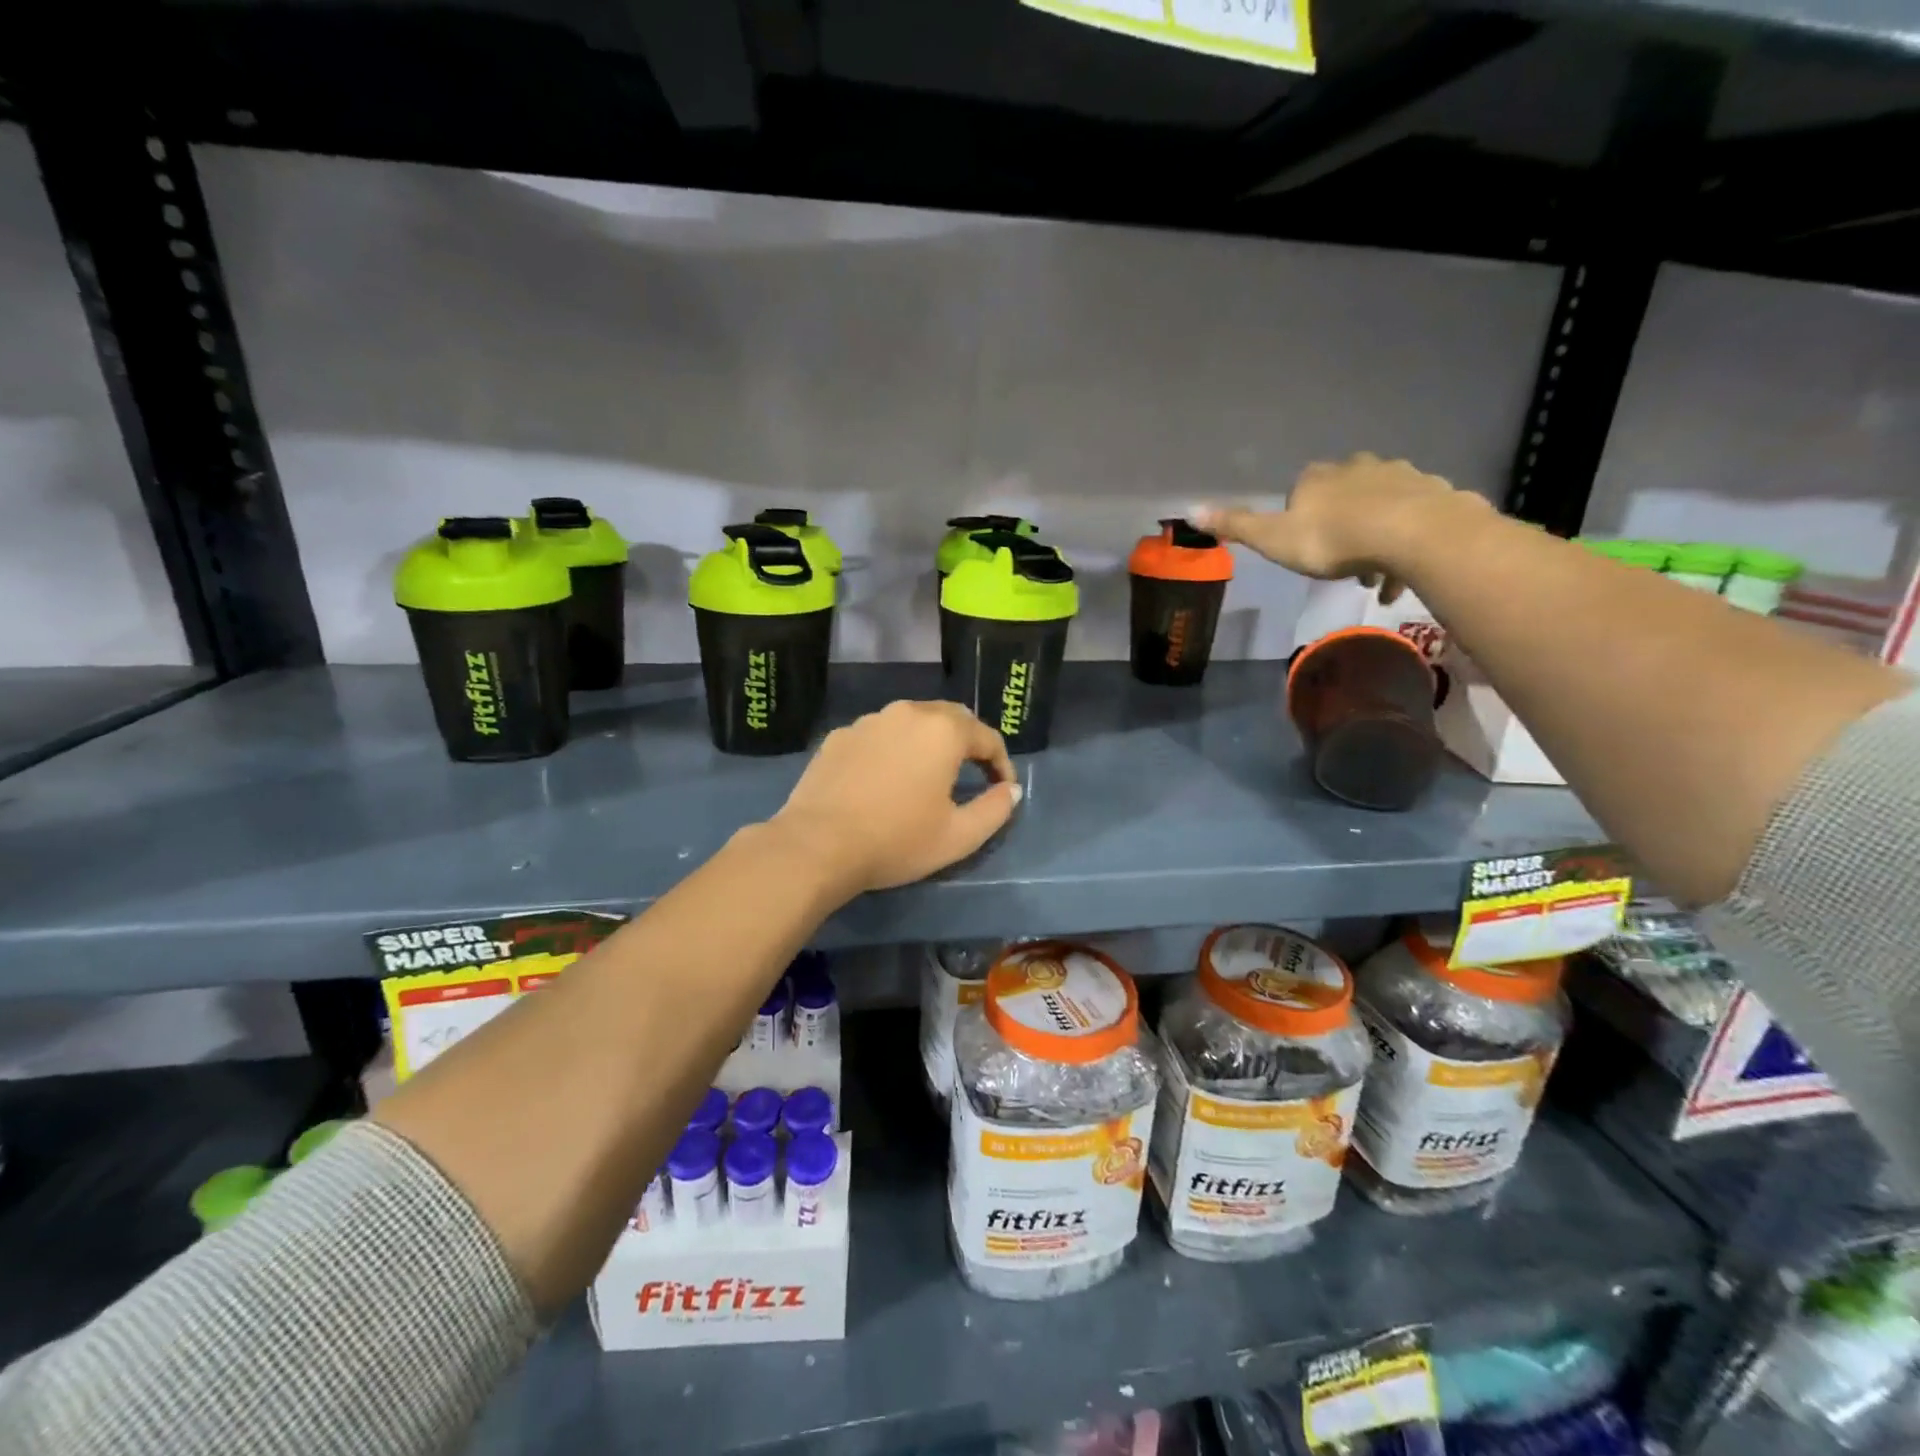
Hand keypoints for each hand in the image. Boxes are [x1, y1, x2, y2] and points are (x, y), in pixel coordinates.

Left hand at [772, 700, 1021, 894]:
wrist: (817, 845)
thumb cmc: (896, 840)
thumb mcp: (959, 836)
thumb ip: (995, 810)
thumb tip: (1011, 790)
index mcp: (943, 731)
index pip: (987, 737)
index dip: (1002, 763)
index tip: (1003, 790)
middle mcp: (907, 712)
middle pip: (950, 718)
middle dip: (968, 743)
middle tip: (972, 775)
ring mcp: (869, 721)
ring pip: (911, 722)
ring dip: (928, 742)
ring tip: (927, 775)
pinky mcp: (839, 736)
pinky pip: (879, 735)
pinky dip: (892, 749)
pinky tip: (885, 779)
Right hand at [1195, 453, 1479, 600]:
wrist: (1414, 535)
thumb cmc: (1333, 540)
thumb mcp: (1274, 539)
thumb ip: (1236, 525)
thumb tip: (1190, 510)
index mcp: (1319, 477)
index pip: (1302, 487)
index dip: (1301, 516)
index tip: (1304, 545)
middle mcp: (1360, 467)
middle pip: (1345, 494)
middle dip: (1342, 525)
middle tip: (1340, 564)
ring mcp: (1402, 477)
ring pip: (1382, 507)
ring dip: (1375, 538)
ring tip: (1373, 578)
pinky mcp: (1436, 494)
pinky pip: (1416, 520)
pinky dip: (1407, 544)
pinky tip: (1402, 575)